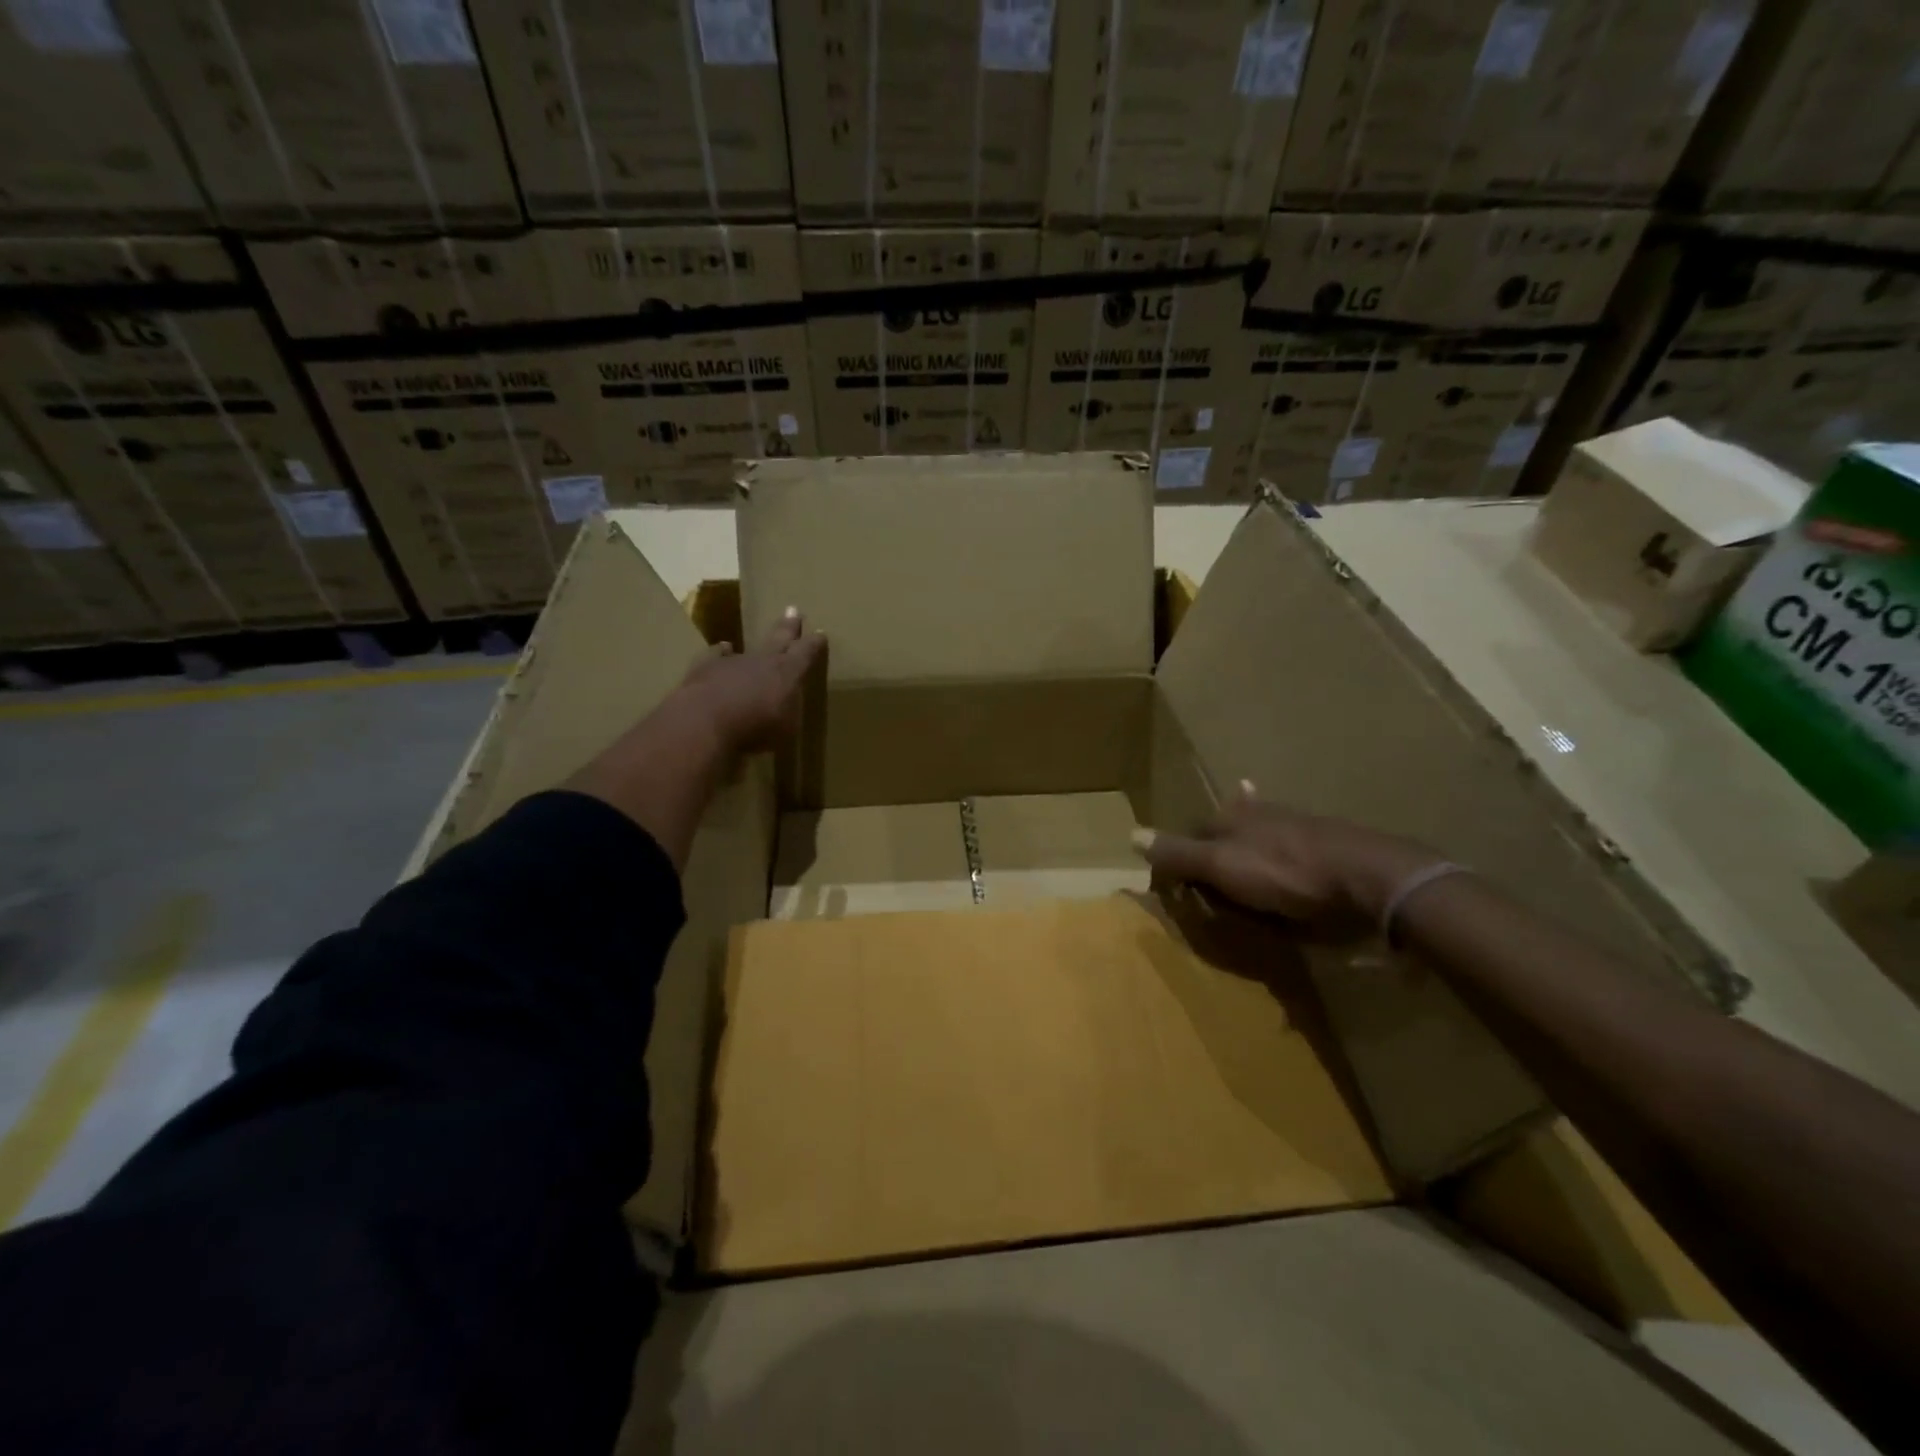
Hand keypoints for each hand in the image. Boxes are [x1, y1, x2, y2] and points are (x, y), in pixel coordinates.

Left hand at [676, 607, 824, 753]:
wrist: (706, 721)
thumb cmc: (756, 728)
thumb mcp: (786, 729)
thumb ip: (789, 714)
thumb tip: (788, 709)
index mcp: (788, 673)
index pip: (806, 653)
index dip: (814, 643)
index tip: (820, 633)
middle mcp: (764, 660)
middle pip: (779, 638)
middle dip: (788, 626)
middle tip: (793, 610)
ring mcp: (733, 660)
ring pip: (746, 647)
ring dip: (752, 644)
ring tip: (752, 639)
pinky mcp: (706, 666)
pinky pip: (716, 655)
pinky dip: (720, 653)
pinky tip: (722, 650)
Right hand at [1133, 782, 1439, 932]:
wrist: (1370, 879)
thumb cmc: (1286, 872)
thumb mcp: (1223, 866)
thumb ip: (1179, 854)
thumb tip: (1129, 834)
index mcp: (1233, 817)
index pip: (1193, 833)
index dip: (1180, 855)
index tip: (1174, 879)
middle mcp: (1262, 816)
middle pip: (1228, 828)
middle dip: (1218, 835)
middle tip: (1209, 860)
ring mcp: (1298, 828)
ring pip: (1263, 833)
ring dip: (1252, 839)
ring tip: (1245, 850)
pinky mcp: (1329, 848)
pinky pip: (1296, 851)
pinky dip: (1287, 854)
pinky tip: (1294, 856)